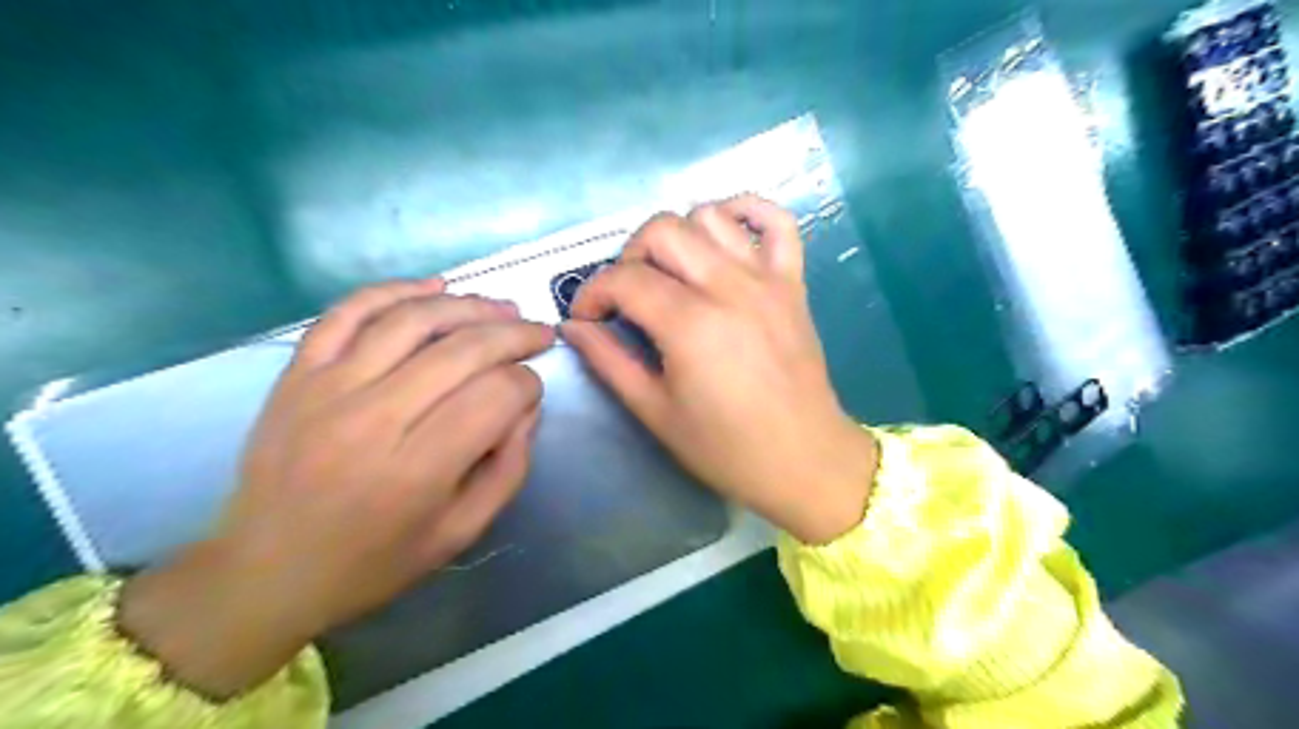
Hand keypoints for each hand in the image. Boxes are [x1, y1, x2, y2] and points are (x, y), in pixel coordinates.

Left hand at [113, 277, 553, 693]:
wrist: (264, 572)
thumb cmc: (374, 562)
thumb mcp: (461, 532)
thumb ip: (509, 467)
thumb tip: (526, 405)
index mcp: (417, 471)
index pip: (495, 396)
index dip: (528, 384)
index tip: (533, 391)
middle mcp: (372, 420)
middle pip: (462, 350)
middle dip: (514, 334)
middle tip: (539, 333)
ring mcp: (327, 389)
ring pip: (412, 320)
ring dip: (469, 306)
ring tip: (502, 308)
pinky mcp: (297, 374)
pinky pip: (348, 312)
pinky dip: (395, 291)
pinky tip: (435, 287)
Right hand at [565, 195, 877, 546]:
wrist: (804, 459)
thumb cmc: (726, 448)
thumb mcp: (655, 412)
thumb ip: (609, 361)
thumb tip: (573, 327)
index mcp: (690, 324)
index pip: (624, 278)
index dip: (592, 293)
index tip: (587, 319)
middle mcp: (729, 287)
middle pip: (663, 230)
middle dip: (629, 256)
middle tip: (626, 296)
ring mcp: (766, 279)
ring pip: (711, 216)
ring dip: (678, 235)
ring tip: (671, 273)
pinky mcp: (793, 282)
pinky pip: (777, 221)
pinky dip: (747, 211)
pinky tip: (725, 234)